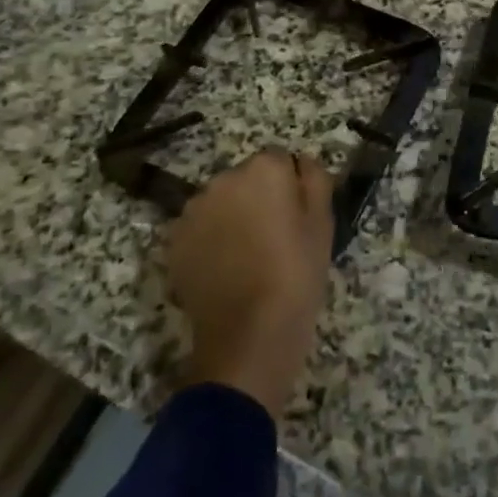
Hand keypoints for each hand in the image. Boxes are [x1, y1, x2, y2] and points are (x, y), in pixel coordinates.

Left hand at [168, 148, 334, 418]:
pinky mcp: (174, 243)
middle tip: (274, 237)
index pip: (279, 160)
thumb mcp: (323, 224)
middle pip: (246, 179)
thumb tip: (301, 162)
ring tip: (247, 256)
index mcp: (263, 169)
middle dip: (258, 198)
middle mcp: (223, 179)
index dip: (290, 187)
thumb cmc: (296, 274)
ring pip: (220, 203)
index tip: (296, 217)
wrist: (249, 335)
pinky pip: (199, 229)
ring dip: (232, 217)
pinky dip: (210, 241)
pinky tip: (225, 269)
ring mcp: (193, 211)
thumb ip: (315, 180)